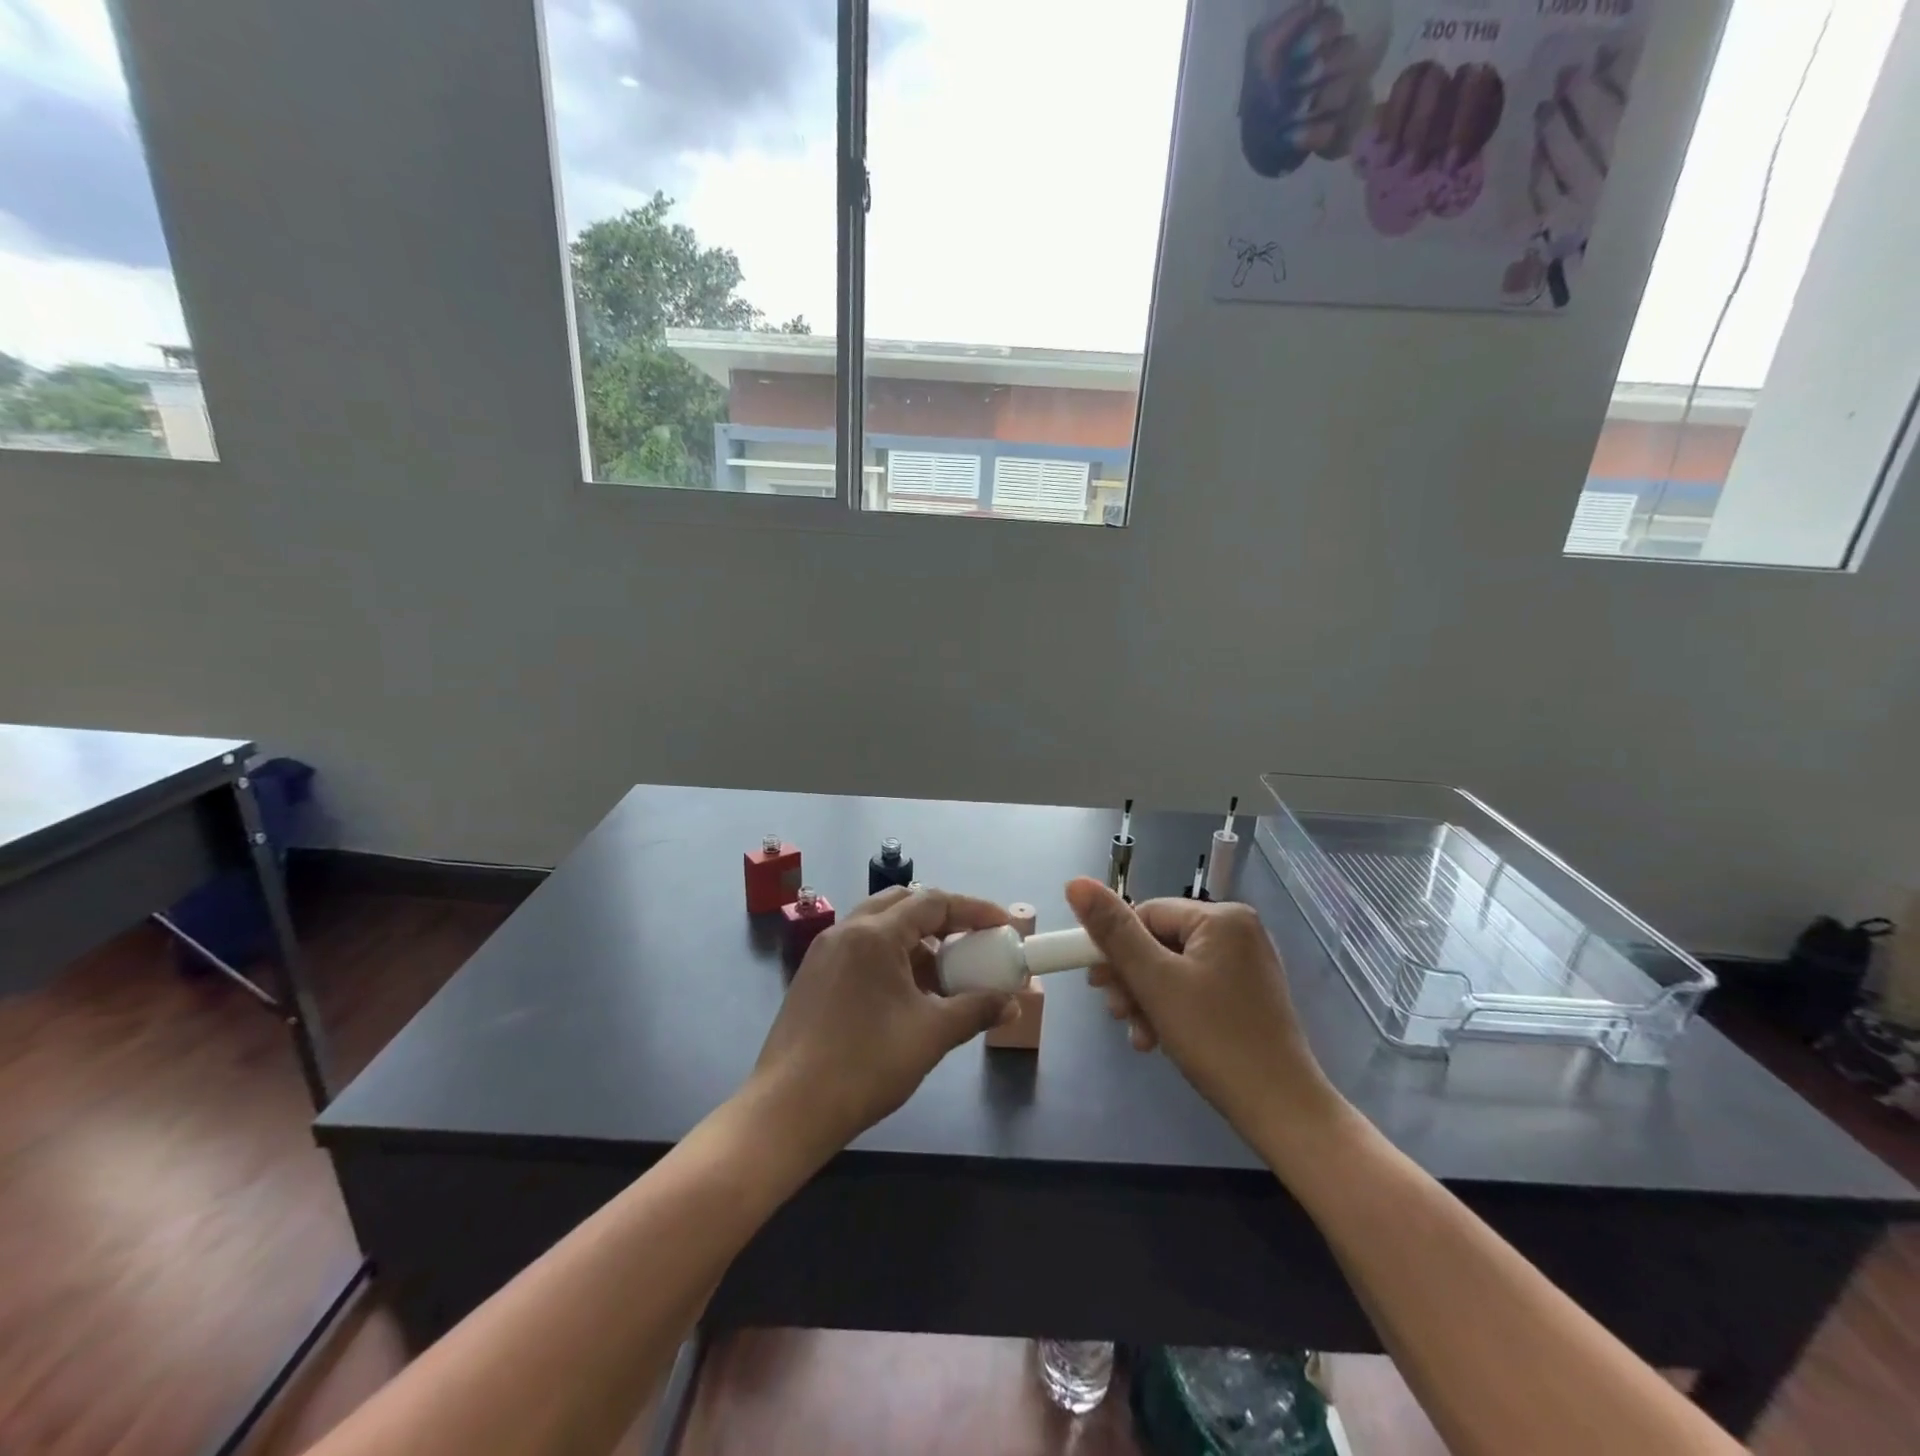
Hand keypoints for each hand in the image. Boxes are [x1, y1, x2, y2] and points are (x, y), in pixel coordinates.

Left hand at [751, 887, 1013, 1158]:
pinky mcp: (813, 976)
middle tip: (971, 941)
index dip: (974, 910)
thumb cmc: (866, 1064)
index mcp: (875, 934)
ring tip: (943, 975)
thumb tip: (1010, 1002)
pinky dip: (891, 957)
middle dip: (943, 918)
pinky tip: (906, 995)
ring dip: (916, 940)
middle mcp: (846, 930)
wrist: (789, 1109)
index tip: (1003, 925)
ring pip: (880, 926)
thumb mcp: (931, 1035)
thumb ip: (976, 1010)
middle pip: (903, 903)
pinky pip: (861, 949)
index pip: (934, 901)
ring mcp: (824, 952)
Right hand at [1065, 878, 1342, 1143]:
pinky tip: (1158, 1040)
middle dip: (1131, 978)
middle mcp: (1239, 932)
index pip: (1147, 914)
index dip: (1115, 945)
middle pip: (1161, 942)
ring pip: (1175, 970)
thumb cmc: (1214, 1038)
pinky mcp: (1249, 997)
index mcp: (1222, 918)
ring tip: (1138, 1034)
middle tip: (1113, 1012)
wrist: (1282, 1111)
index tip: (1094, 981)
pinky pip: (1196, 990)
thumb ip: (1113, 932)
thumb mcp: (1154, 981)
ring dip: (1147, 999)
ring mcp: (1247, 966)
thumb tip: (1075, 883)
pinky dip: (1172, 1010)